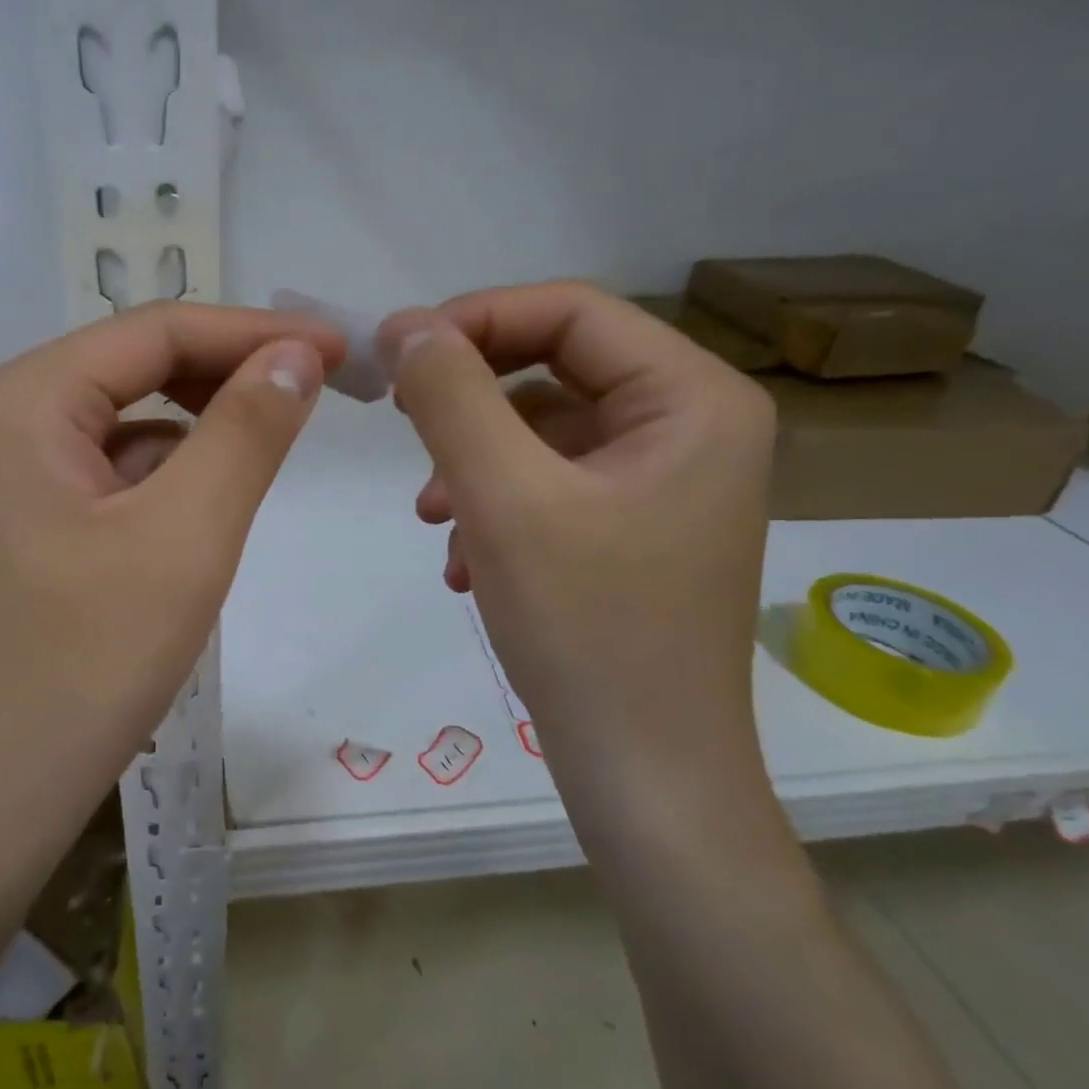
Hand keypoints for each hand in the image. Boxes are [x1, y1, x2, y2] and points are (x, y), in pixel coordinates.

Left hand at [0, 301, 342, 809]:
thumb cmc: (82, 665)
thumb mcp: (184, 537)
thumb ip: (246, 431)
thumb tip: (296, 354)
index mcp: (23, 401)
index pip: (156, 332)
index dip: (256, 331)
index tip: (341, 349)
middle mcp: (2, 422)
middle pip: (136, 370)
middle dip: (230, 375)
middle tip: (321, 392)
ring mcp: (5, 479)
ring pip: (126, 426)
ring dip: (201, 429)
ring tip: (270, 449)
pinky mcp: (21, 528)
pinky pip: (109, 476)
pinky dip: (166, 479)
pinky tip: (201, 516)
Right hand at [381, 283, 776, 822]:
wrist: (643, 777)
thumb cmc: (586, 629)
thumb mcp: (503, 497)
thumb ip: (451, 396)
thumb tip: (405, 324)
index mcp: (692, 399)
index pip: (571, 311)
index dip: (476, 318)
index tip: (396, 354)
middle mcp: (690, 427)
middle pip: (555, 368)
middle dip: (470, 401)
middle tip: (404, 428)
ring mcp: (662, 482)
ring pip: (542, 431)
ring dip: (474, 462)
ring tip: (434, 518)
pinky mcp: (632, 528)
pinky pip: (548, 483)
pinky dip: (495, 505)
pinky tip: (465, 563)